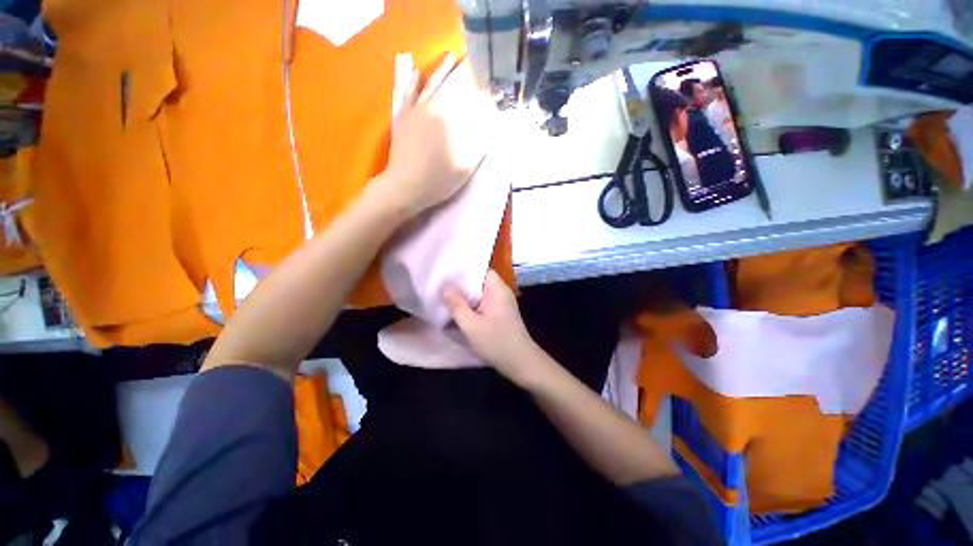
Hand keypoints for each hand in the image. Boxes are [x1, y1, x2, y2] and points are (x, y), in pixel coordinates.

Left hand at [374, 54, 497, 218]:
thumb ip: (480, 142)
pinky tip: (416, 72)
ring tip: (450, 58)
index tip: (497, 90)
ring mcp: (415, 111)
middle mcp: (432, 107)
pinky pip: (408, 93)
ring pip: (430, 84)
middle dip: (464, 74)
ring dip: (441, 70)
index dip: (485, 94)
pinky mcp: (402, 118)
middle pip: (450, 85)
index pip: (471, 100)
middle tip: (476, 64)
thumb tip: (493, 123)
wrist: (404, 187)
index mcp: (449, 119)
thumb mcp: (465, 165)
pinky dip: (413, 81)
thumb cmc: (438, 180)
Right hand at [443, 270, 550, 385]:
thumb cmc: (497, 342)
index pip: (480, 269)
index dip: (463, 269)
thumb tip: (444, 286)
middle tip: (440, 285)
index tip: (445, 272)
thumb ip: (456, 305)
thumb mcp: (472, 325)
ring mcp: (501, 303)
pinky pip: (482, 304)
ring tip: (445, 297)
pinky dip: (471, 306)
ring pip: (479, 294)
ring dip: (465, 296)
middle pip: (478, 281)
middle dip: (460, 284)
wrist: (521, 363)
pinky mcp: (500, 314)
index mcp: (497, 288)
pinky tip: (458, 311)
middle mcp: (501, 292)